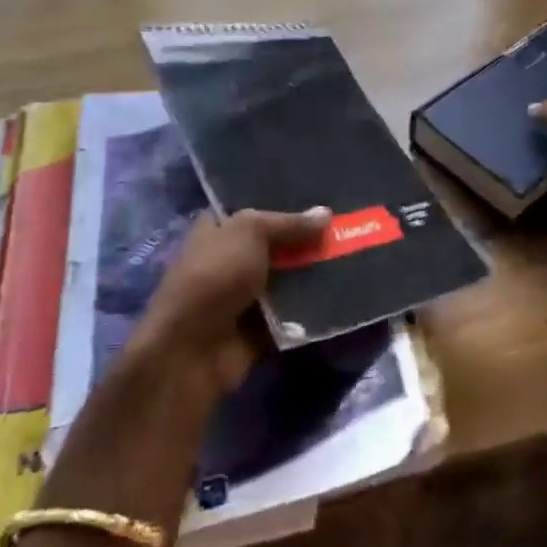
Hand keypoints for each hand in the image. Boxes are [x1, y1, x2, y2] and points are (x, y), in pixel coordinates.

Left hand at [40, 207, 329, 528]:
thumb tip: (327, 214)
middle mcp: (229, 259)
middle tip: (349, 225)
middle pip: (276, 243)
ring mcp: (243, 296)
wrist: (191, 351)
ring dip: (313, 273)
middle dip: (307, 238)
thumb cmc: (214, 277)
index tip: (321, 195)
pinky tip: (344, 292)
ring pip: (287, 278)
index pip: (252, 207)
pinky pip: (291, 311)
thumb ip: (289, 223)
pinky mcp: (258, 328)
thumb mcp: (250, 233)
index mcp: (217, 229)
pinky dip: (311, 306)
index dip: (283, 201)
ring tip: (355, 256)